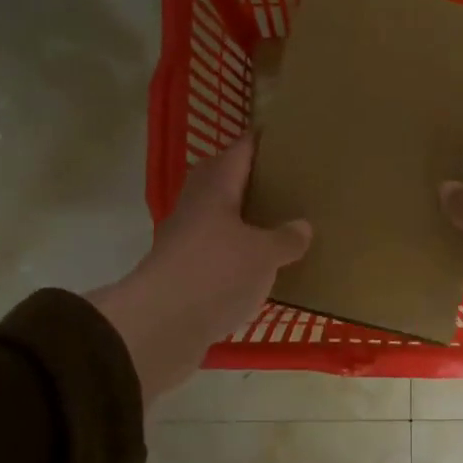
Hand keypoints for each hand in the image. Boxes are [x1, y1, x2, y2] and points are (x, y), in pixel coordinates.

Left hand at [91, 138, 310, 405]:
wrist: (160, 327)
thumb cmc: (215, 274)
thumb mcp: (264, 255)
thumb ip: (286, 238)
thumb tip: (302, 226)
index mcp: (215, 188)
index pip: (240, 150)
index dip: (261, 140)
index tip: (285, 135)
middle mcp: (196, 207)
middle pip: (225, 182)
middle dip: (253, 180)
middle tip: (289, 182)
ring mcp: (186, 241)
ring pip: (220, 219)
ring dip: (245, 219)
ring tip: (281, 223)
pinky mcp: (184, 273)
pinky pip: (217, 253)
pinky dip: (238, 253)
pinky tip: (262, 266)